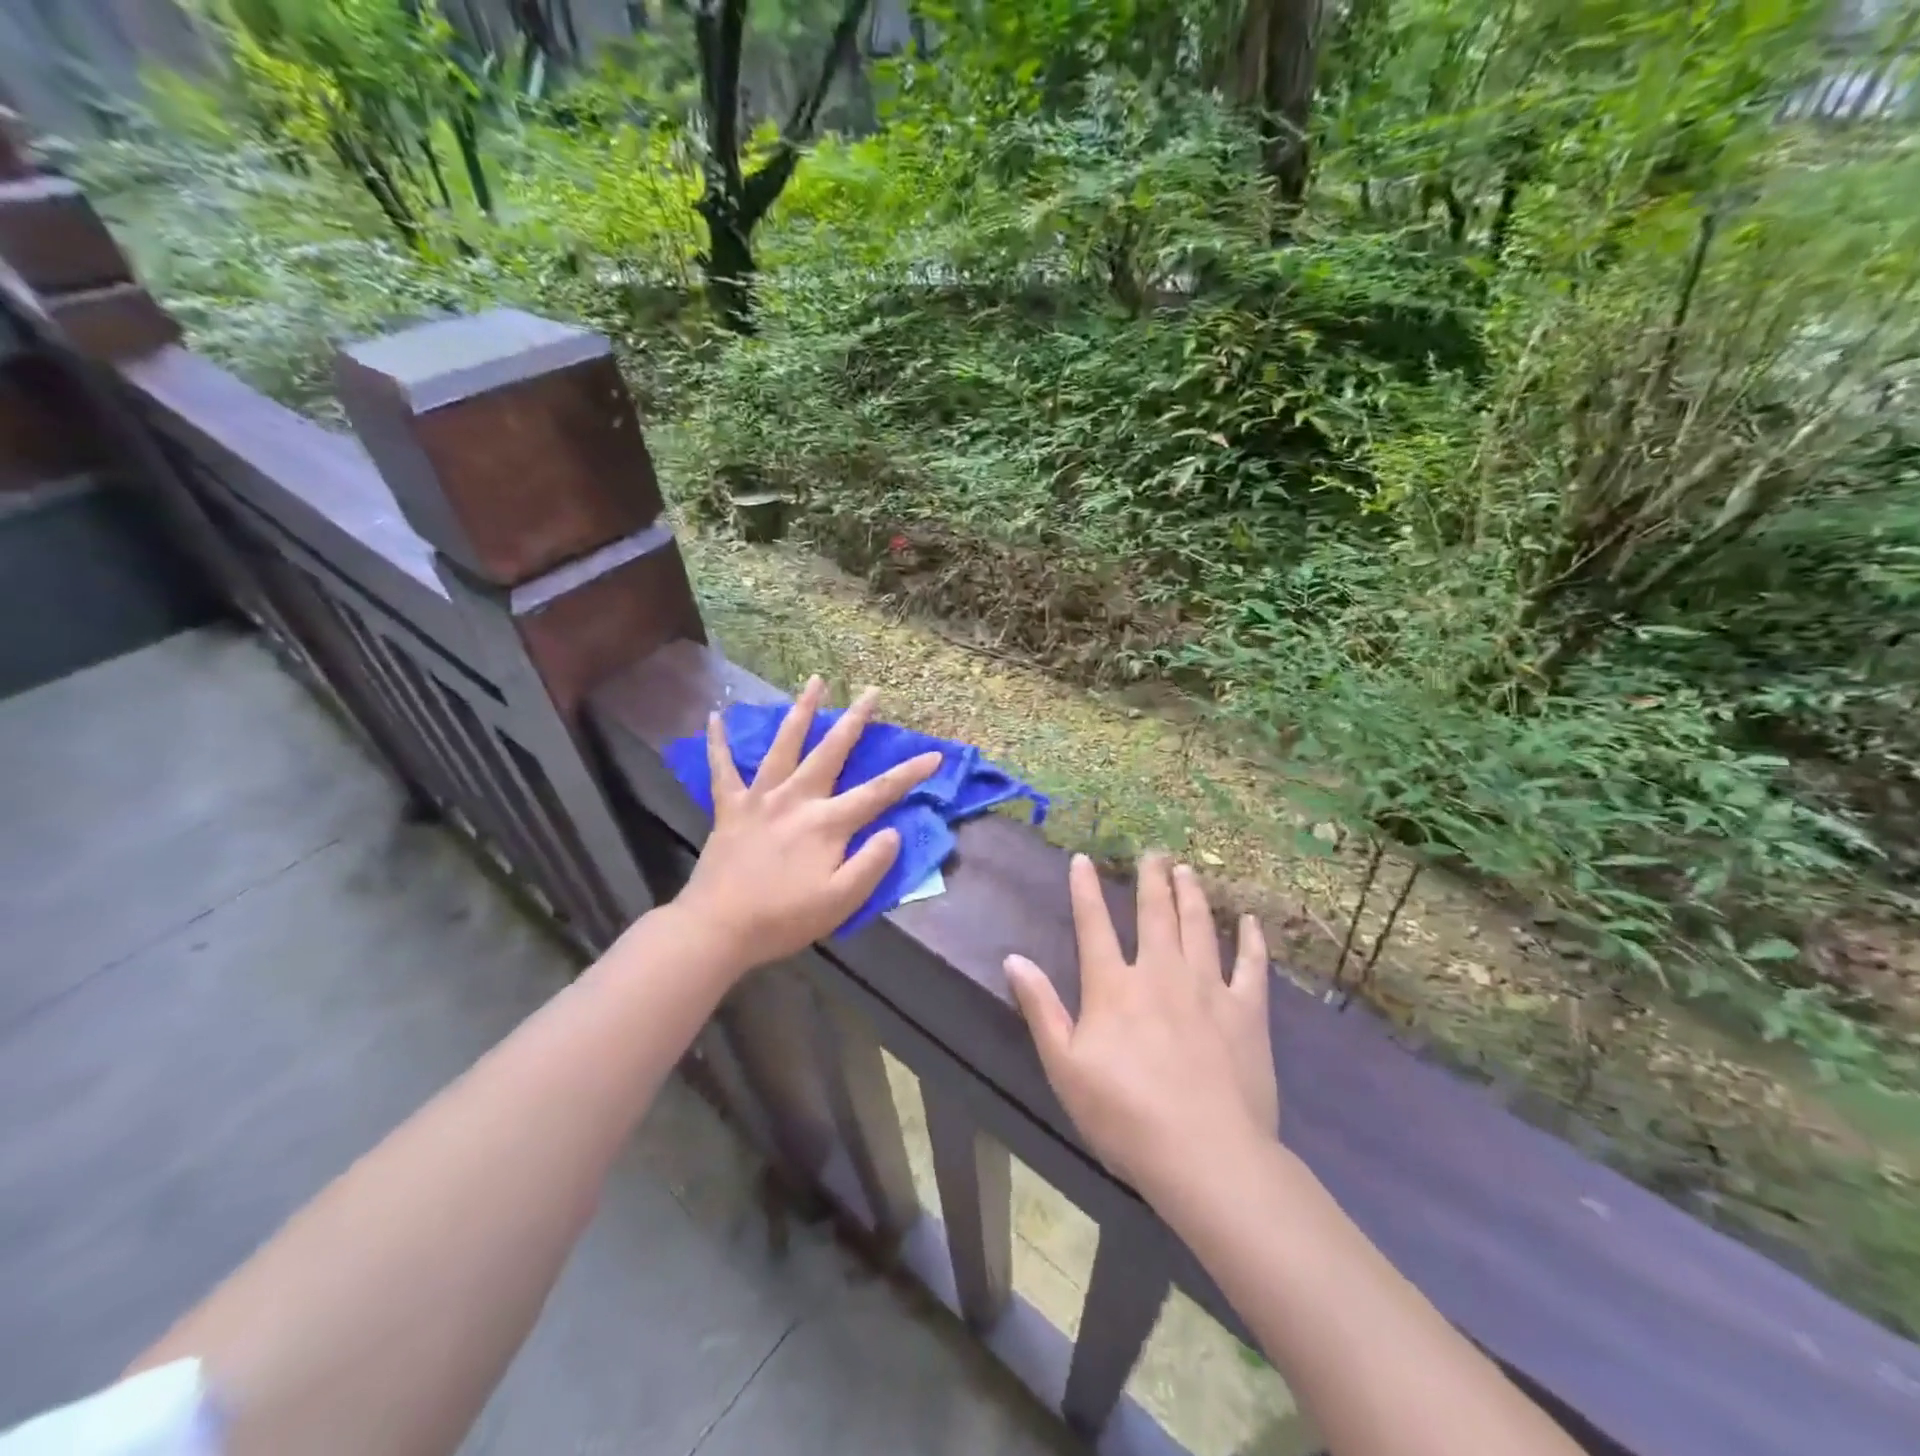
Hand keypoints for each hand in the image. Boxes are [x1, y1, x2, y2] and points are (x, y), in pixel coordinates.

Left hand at [675, 676, 940, 974]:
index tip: (935, 754)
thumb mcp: (841, 901)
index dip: (910, 773)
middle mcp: (796, 799)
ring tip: (815, 681)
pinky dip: (718, 743)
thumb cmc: (784, 919)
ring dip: (801, 711)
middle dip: (855, 720)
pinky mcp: (730, 807)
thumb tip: (892, 831)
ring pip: (784, 745)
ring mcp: (760, 798)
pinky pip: (722, 768)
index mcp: (827, 823)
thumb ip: (871, 864)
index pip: (879, 792)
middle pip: (831, 751)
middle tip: (872, 692)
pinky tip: (715, 717)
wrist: (717, 929)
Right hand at [1005, 854, 1275, 1201]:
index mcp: (1114, 986)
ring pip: (1198, 926)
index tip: (1082, 859)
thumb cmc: (1124, 1115)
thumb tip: (1014, 958)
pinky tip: (1248, 921)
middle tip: (1153, 852)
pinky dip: (1249, 940)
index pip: (1093, 925)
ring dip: (1191, 894)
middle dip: (1151, 878)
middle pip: (1154, 913)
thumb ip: (1041, 1008)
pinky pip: (1251, 965)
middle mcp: (1160, 972)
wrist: (1205, 1155)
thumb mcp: (1065, 1066)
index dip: (1085, 889)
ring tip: (1187, 870)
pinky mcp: (1247, 1011)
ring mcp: (1208, 987)